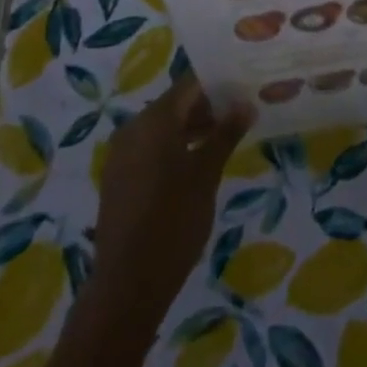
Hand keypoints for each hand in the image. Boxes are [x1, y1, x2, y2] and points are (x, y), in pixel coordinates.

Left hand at [91, 75, 252, 328]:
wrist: (128, 284)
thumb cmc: (174, 221)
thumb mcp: (206, 174)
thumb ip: (225, 134)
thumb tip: (246, 103)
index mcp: (153, 120)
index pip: (190, 84)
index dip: (219, 82)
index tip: (246, 85)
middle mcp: (133, 128)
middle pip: (176, 104)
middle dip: (209, 106)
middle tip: (243, 111)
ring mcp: (122, 153)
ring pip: (164, 126)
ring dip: (194, 127)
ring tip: (228, 135)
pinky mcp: (120, 177)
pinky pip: (151, 147)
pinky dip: (175, 146)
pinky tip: (200, 161)